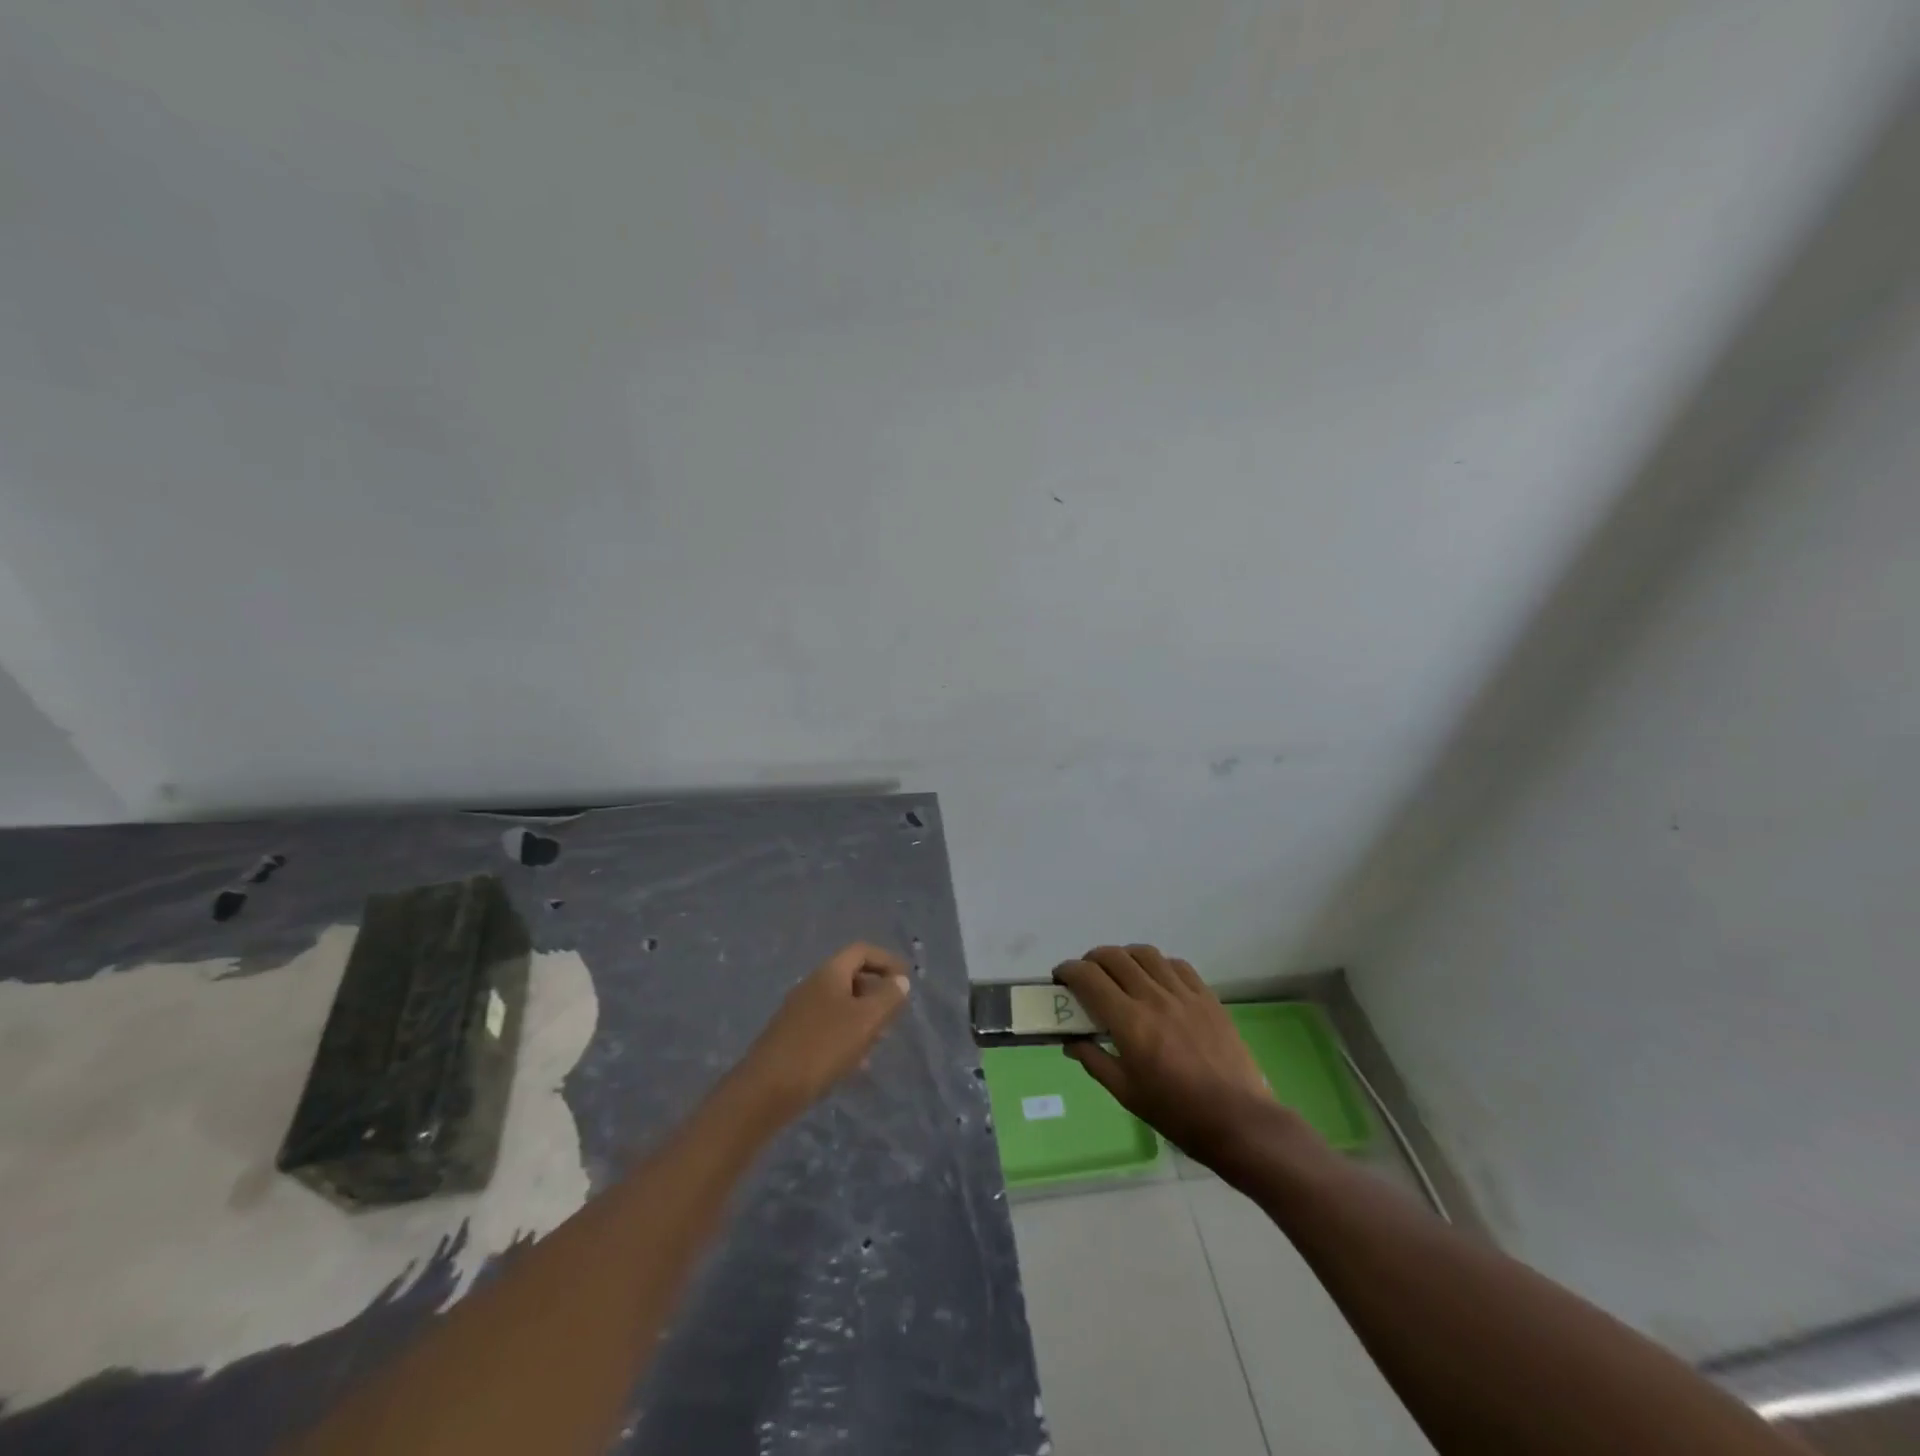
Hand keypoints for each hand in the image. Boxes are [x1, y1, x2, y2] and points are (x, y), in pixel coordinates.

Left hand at [740, 942, 910, 1115]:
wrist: (766, 1090)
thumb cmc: (822, 1047)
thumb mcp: (866, 1020)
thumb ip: (888, 997)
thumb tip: (900, 981)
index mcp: (829, 973)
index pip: (862, 951)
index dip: (887, 960)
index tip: (906, 979)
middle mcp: (812, 985)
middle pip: (850, 976)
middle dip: (876, 991)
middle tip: (895, 1013)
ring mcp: (799, 1011)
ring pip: (840, 1003)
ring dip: (863, 1016)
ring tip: (878, 1040)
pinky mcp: (792, 1037)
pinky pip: (828, 1025)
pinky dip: (847, 1034)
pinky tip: (854, 1062)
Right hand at [1057, 945, 1314, 1173]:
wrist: (1239, 1121)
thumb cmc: (1176, 1113)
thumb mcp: (1126, 1093)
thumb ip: (1094, 1060)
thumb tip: (1071, 1041)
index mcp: (1129, 1022)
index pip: (1088, 978)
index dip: (1068, 971)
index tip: (1060, 978)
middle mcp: (1154, 998)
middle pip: (1113, 957)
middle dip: (1091, 960)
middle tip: (1086, 977)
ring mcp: (1184, 993)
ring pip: (1145, 954)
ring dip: (1124, 957)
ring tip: (1119, 973)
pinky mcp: (1207, 996)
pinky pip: (1176, 965)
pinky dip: (1157, 965)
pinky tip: (1156, 981)